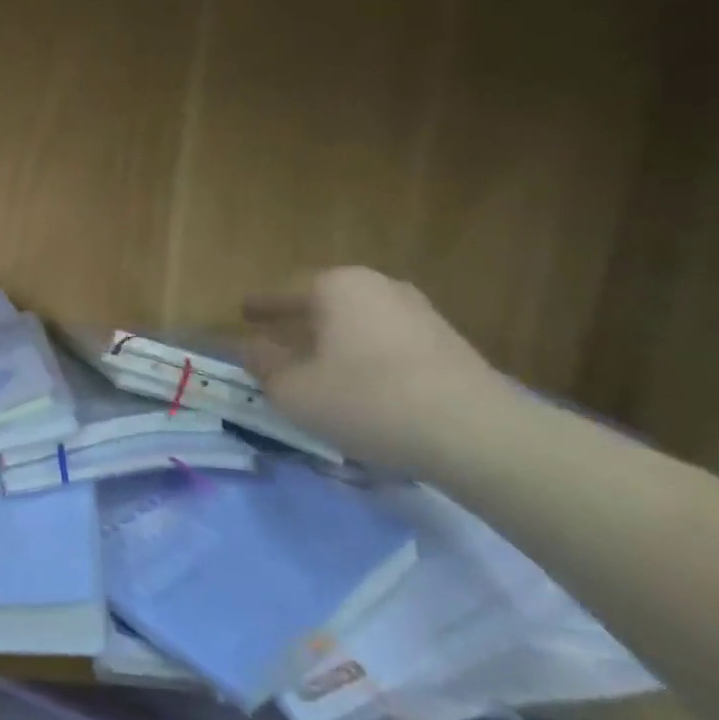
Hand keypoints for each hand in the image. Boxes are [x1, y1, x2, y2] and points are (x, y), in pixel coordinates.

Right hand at [243, 267, 499, 473]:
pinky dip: (367, 354)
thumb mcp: (294, 391)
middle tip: (278, 335)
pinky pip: (389, 342)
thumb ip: (265, 366)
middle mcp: (379, 286)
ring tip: (320, 362)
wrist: (475, 432)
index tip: (243, 312)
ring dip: (337, 338)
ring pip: (361, 321)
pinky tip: (362, 381)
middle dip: (301, 318)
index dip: (261, 306)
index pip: (286, 292)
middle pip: (327, 301)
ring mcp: (420, 312)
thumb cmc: (367, 400)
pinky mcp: (448, 344)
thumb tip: (252, 348)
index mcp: (337, 287)